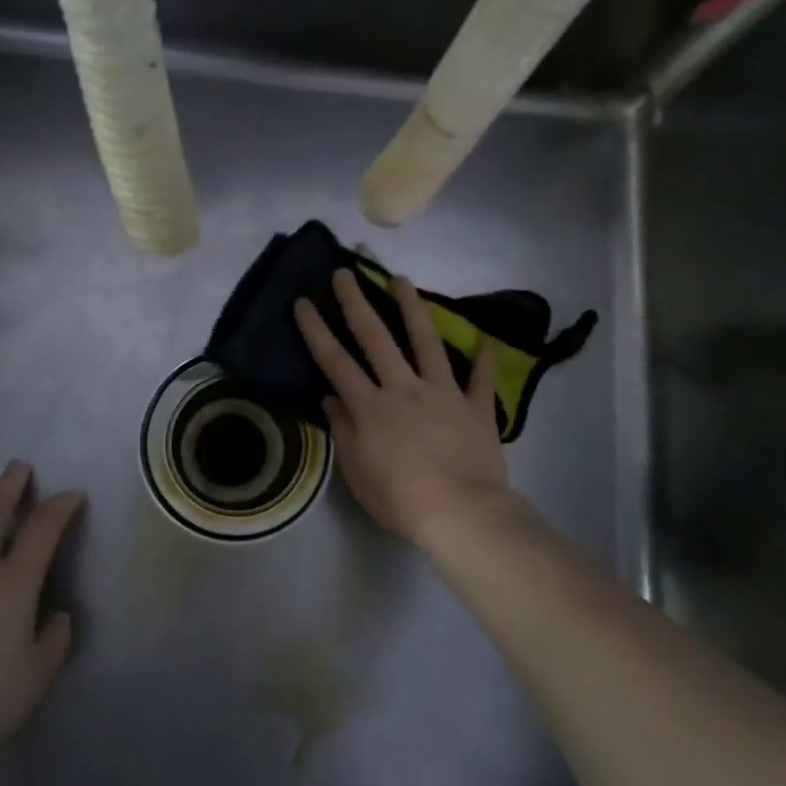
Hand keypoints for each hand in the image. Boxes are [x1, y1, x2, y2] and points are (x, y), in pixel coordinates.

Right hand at [294, 269, 519, 549]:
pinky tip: (483, 335)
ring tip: (401, 279)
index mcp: (370, 406)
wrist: (461, 513)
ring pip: (426, 340)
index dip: (316, 330)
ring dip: (412, 307)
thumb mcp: (357, 472)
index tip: (303, 301)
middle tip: (345, 272)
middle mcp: (404, 388)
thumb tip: (330, 398)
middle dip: (356, 302)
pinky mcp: (475, 405)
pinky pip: (480, 376)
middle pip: (376, 337)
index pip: (335, 361)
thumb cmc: (400, 499)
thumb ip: (343, 430)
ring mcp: (443, 392)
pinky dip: (482, 355)